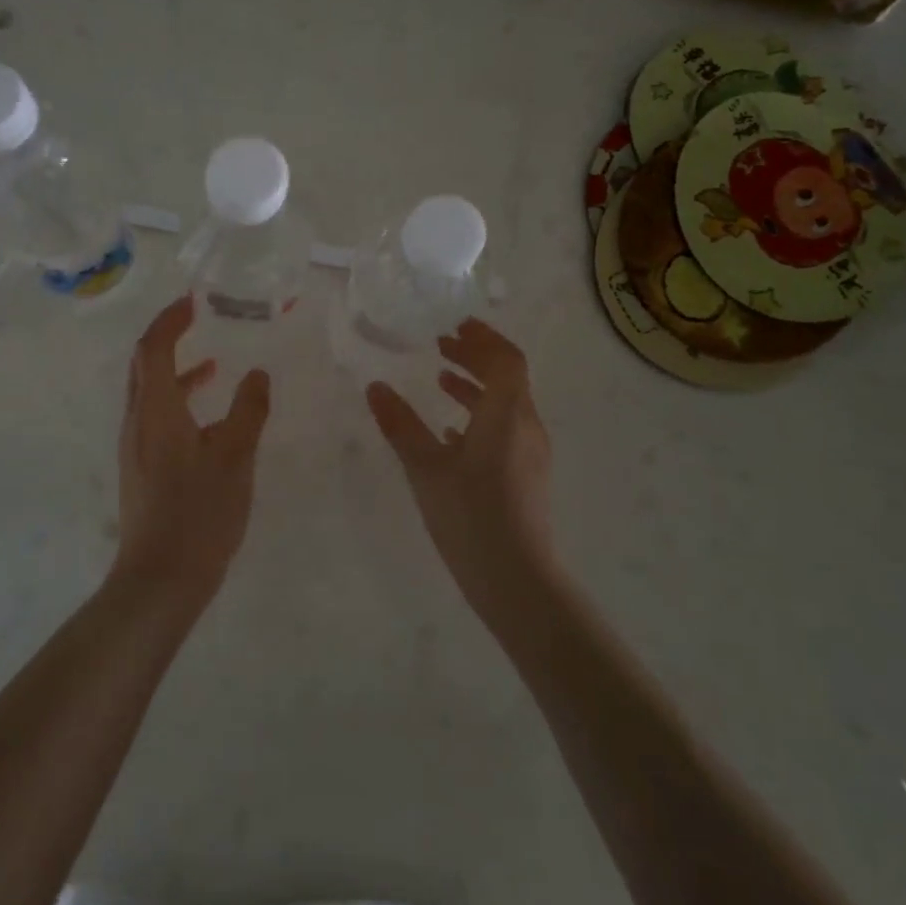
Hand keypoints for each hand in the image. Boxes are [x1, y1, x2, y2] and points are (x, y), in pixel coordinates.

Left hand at [114, 296, 271, 605]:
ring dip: (176, 372)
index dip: (170, 320)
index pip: (153, 347)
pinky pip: (155, 418)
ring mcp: (135, 447)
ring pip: (149, 394)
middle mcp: (137, 421)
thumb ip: (249, 410)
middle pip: (144, 365)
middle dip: (167, 337)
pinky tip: (208, 420)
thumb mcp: (235, 457)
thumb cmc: (199, 512)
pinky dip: (178, 402)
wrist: (160, 578)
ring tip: (213, 365)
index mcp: (155, 409)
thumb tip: (258, 374)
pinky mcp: (141, 469)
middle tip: (197, 320)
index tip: (193, 301)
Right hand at [366, 318, 556, 623]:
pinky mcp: (525, 476)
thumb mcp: (425, 467)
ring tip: (441, 380)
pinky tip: (451, 431)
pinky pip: (504, 430)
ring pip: (506, 405)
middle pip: (508, 377)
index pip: (506, 359)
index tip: (454, 325)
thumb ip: (401, 424)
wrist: (516, 580)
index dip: (483, 337)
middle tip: (442, 345)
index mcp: (508, 414)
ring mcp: (530, 453)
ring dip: (476, 386)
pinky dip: (479, 416)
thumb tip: (375, 386)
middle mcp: (526, 426)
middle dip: (477, 357)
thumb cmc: (470, 516)